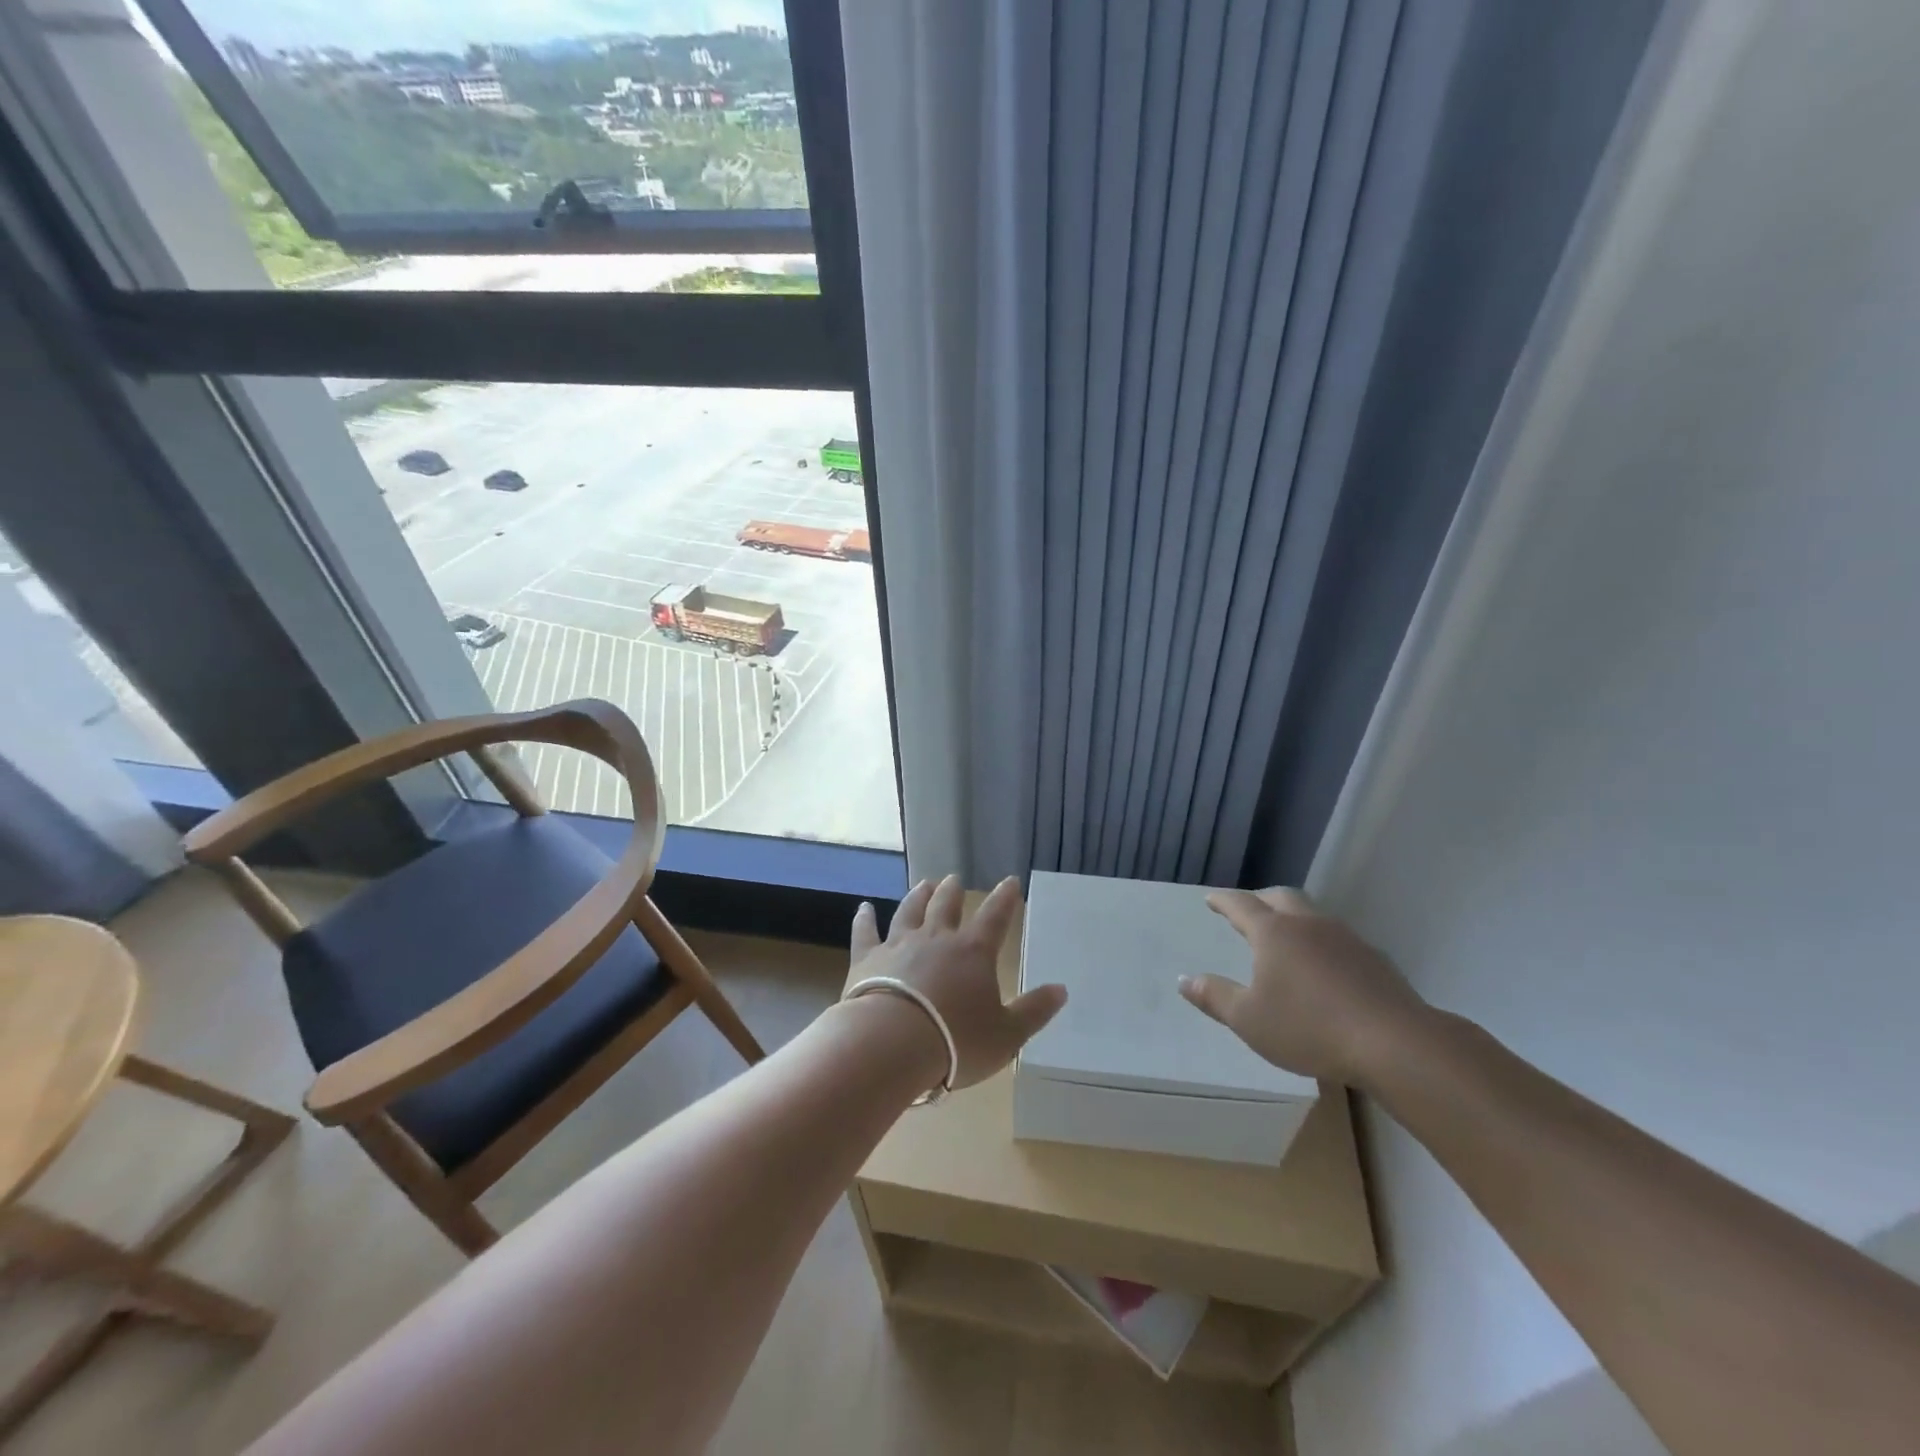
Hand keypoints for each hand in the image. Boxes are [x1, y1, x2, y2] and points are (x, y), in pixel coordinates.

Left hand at [848, 875, 1066, 1089]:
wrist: (890, 1045)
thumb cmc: (956, 1042)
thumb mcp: (1007, 1035)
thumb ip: (1034, 1011)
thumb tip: (1061, 989)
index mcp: (973, 952)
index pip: (995, 917)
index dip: (1005, 898)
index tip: (1011, 881)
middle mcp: (936, 938)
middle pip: (946, 905)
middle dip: (953, 891)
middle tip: (955, 879)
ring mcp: (899, 945)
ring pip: (910, 911)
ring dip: (918, 896)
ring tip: (924, 884)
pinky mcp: (867, 959)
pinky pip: (866, 933)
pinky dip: (865, 919)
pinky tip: (863, 908)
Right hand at [1178, 887, 1431, 1086]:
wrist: (1395, 1043)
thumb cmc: (1309, 1028)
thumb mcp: (1249, 1020)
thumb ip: (1215, 997)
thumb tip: (1184, 980)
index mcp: (1273, 933)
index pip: (1240, 904)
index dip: (1223, 900)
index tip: (1211, 899)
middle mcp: (1308, 925)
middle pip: (1281, 897)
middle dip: (1260, 899)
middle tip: (1247, 911)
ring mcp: (1345, 939)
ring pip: (1313, 914)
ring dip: (1294, 918)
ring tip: (1286, 937)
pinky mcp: (1374, 959)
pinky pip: (1338, 939)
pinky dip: (1321, 942)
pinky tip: (1324, 968)